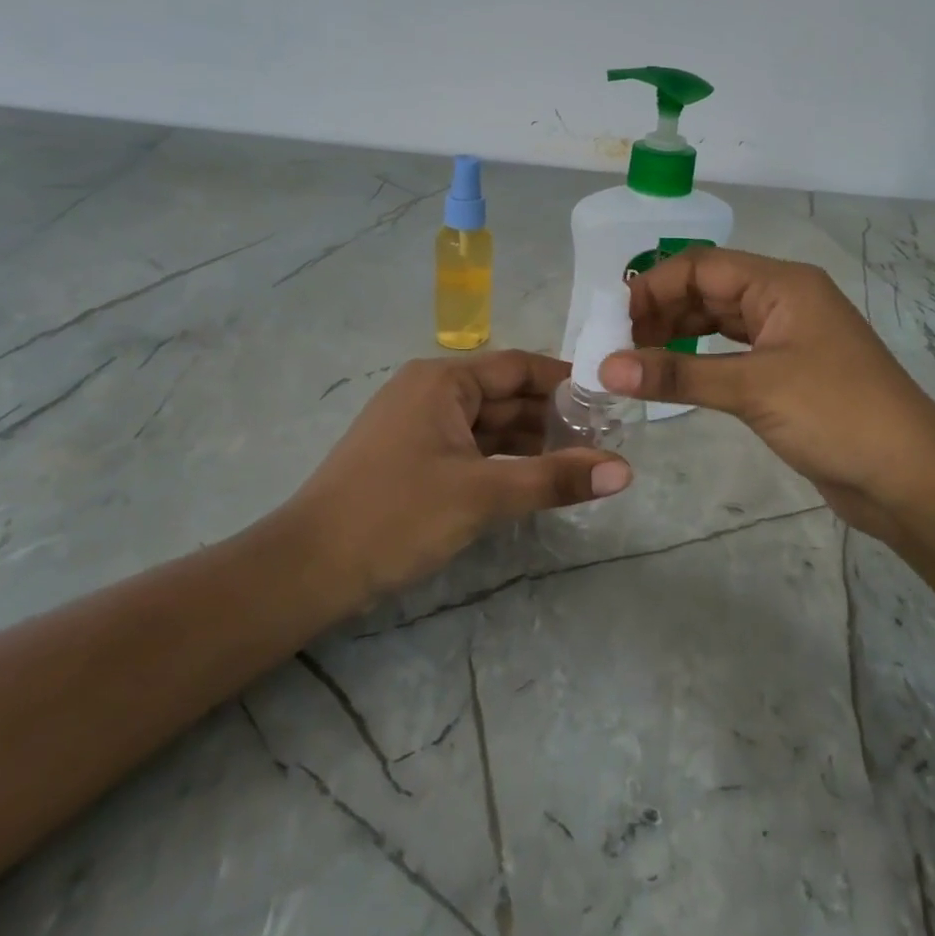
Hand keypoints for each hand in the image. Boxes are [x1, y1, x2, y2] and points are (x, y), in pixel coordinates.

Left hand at [281, 352, 630, 610]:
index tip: (611, 402)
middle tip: (608, 441)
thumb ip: (554, 479)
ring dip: (532, 443)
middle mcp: (431, 393)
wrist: (308, 568)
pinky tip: (537, 481)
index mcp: (443, 381)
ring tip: (584, 464)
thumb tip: (625, 470)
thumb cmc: (396, 515)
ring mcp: (420, 427)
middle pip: (506, 396)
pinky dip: (504, 462)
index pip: (519, 367)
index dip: (566, 381)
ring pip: (490, 426)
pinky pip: (472, 449)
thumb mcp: (482, 494)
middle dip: (554, 418)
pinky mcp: (414, 459)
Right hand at [602, 248, 934, 538]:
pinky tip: (673, 378)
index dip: (654, 288)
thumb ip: (677, 374)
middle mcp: (783, 301)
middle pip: (707, 290)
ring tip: (637, 364)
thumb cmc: (836, 415)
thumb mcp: (753, 389)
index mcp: (781, 284)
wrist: (907, 475)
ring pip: (718, 322)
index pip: (701, 265)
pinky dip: (698, 361)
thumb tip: (606, 367)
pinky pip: (731, 354)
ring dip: (676, 337)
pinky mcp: (786, 373)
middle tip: (620, 349)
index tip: (616, 326)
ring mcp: (786, 338)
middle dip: (661, 312)